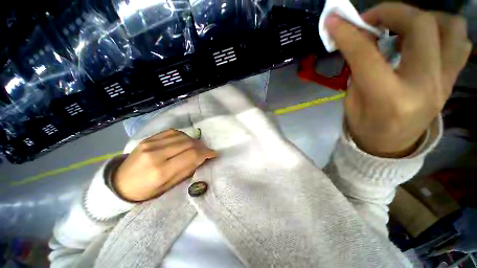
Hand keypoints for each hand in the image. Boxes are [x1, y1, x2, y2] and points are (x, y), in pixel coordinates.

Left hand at [112, 129, 216, 201]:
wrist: (120, 183)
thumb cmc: (146, 191)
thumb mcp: (169, 187)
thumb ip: (187, 170)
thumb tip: (202, 158)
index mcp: (161, 171)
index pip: (191, 155)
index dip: (205, 153)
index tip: (213, 154)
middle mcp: (156, 153)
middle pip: (188, 143)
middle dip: (201, 146)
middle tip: (206, 151)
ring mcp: (150, 143)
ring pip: (182, 136)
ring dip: (193, 141)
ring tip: (196, 147)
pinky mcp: (148, 138)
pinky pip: (172, 132)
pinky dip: (183, 136)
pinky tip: (185, 141)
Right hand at [325, 3, 471, 156]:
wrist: (391, 145)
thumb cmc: (365, 126)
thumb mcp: (352, 100)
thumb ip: (358, 68)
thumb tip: (359, 39)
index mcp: (389, 98)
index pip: (367, 55)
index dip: (348, 34)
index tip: (334, 21)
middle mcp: (425, 86)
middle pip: (421, 26)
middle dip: (391, 12)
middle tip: (371, 20)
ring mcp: (445, 82)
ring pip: (450, 27)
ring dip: (422, 17)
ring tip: (401, 27)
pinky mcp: (451, 80)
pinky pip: (459, 42)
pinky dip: (441, 30)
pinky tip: (421, 39)